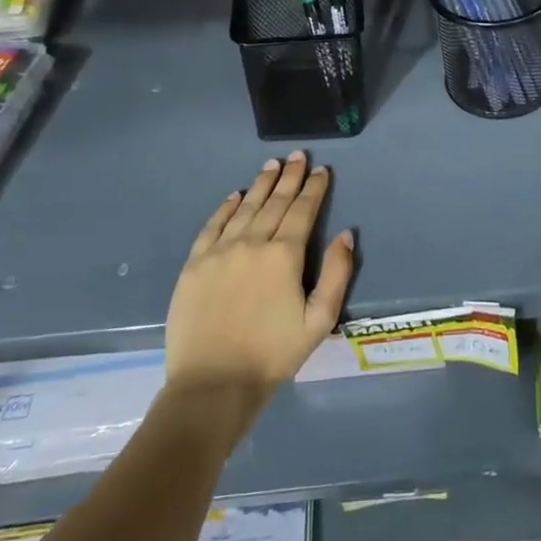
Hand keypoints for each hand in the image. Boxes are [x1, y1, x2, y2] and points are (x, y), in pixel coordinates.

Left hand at [163, 152, 355, 408]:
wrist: (213, 383)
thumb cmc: (273, 353)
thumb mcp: (320, 319)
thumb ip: (337, 274)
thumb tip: (347, 235)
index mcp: (284, 255)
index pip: (303, 211)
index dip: (314, 189)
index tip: (322, 170)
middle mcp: (251, 243)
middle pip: (274, 202)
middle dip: (289, 177)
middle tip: (298, 156)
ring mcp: (219, 252)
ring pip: (244, 208)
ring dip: (260, 185)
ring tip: (271, 165)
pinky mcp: (194, 265)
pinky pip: (212, 226)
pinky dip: (225, 208)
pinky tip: (235, 196)